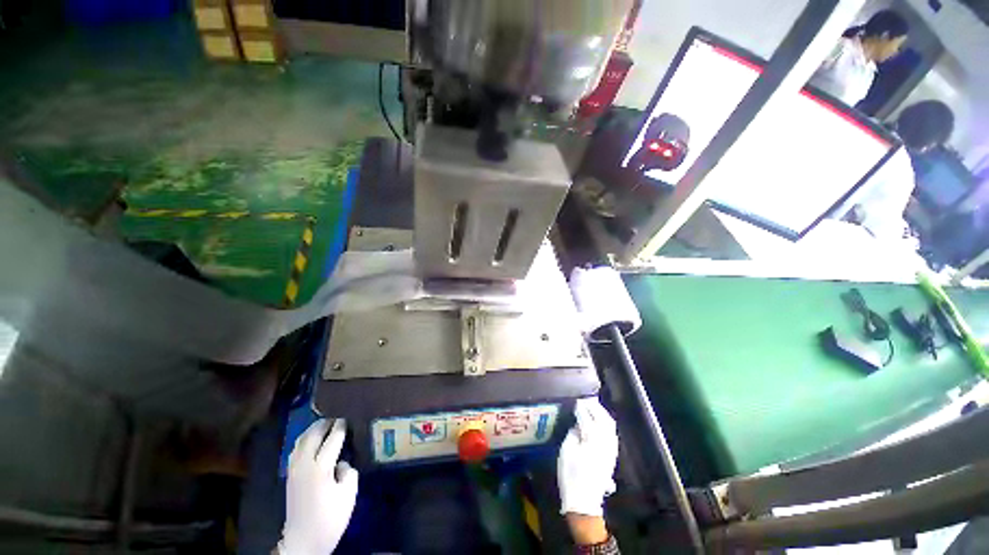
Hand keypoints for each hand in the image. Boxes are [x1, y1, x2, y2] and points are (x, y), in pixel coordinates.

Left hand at [279, 419, 358, 554]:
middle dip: (325, 423)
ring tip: (325, 424)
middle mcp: (304, 464)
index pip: (332, 439)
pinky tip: (311, 440)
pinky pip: (296, 449)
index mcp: (320, 468)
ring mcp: (294, 470)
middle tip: (338, 415)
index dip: (342, 427)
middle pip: (313, 435)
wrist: (303, 540)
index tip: (349, 416)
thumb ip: (348, 472)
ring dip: (313, 429)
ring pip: (301, 441)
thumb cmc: (330, 518)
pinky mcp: (290, 476)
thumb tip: (341, 462)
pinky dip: (304, 439)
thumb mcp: (348, 495)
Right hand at [558, 397, 618, 517]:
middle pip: (602, 417)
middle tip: (585, 399)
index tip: (576, 400)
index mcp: (592, 439)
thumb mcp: (567, 450)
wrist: (584, 500)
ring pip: (610, 424)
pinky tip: (600, 421)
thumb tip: (578, 423)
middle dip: (594, 406)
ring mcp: (611, 448)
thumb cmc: (571, 474)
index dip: (581, 407)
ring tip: (593, 406)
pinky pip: (611, 432)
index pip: (587, 417)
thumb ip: (574, 432)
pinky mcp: (612, 454)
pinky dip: (606, 422)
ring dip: (602, 413)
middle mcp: (605, 441)